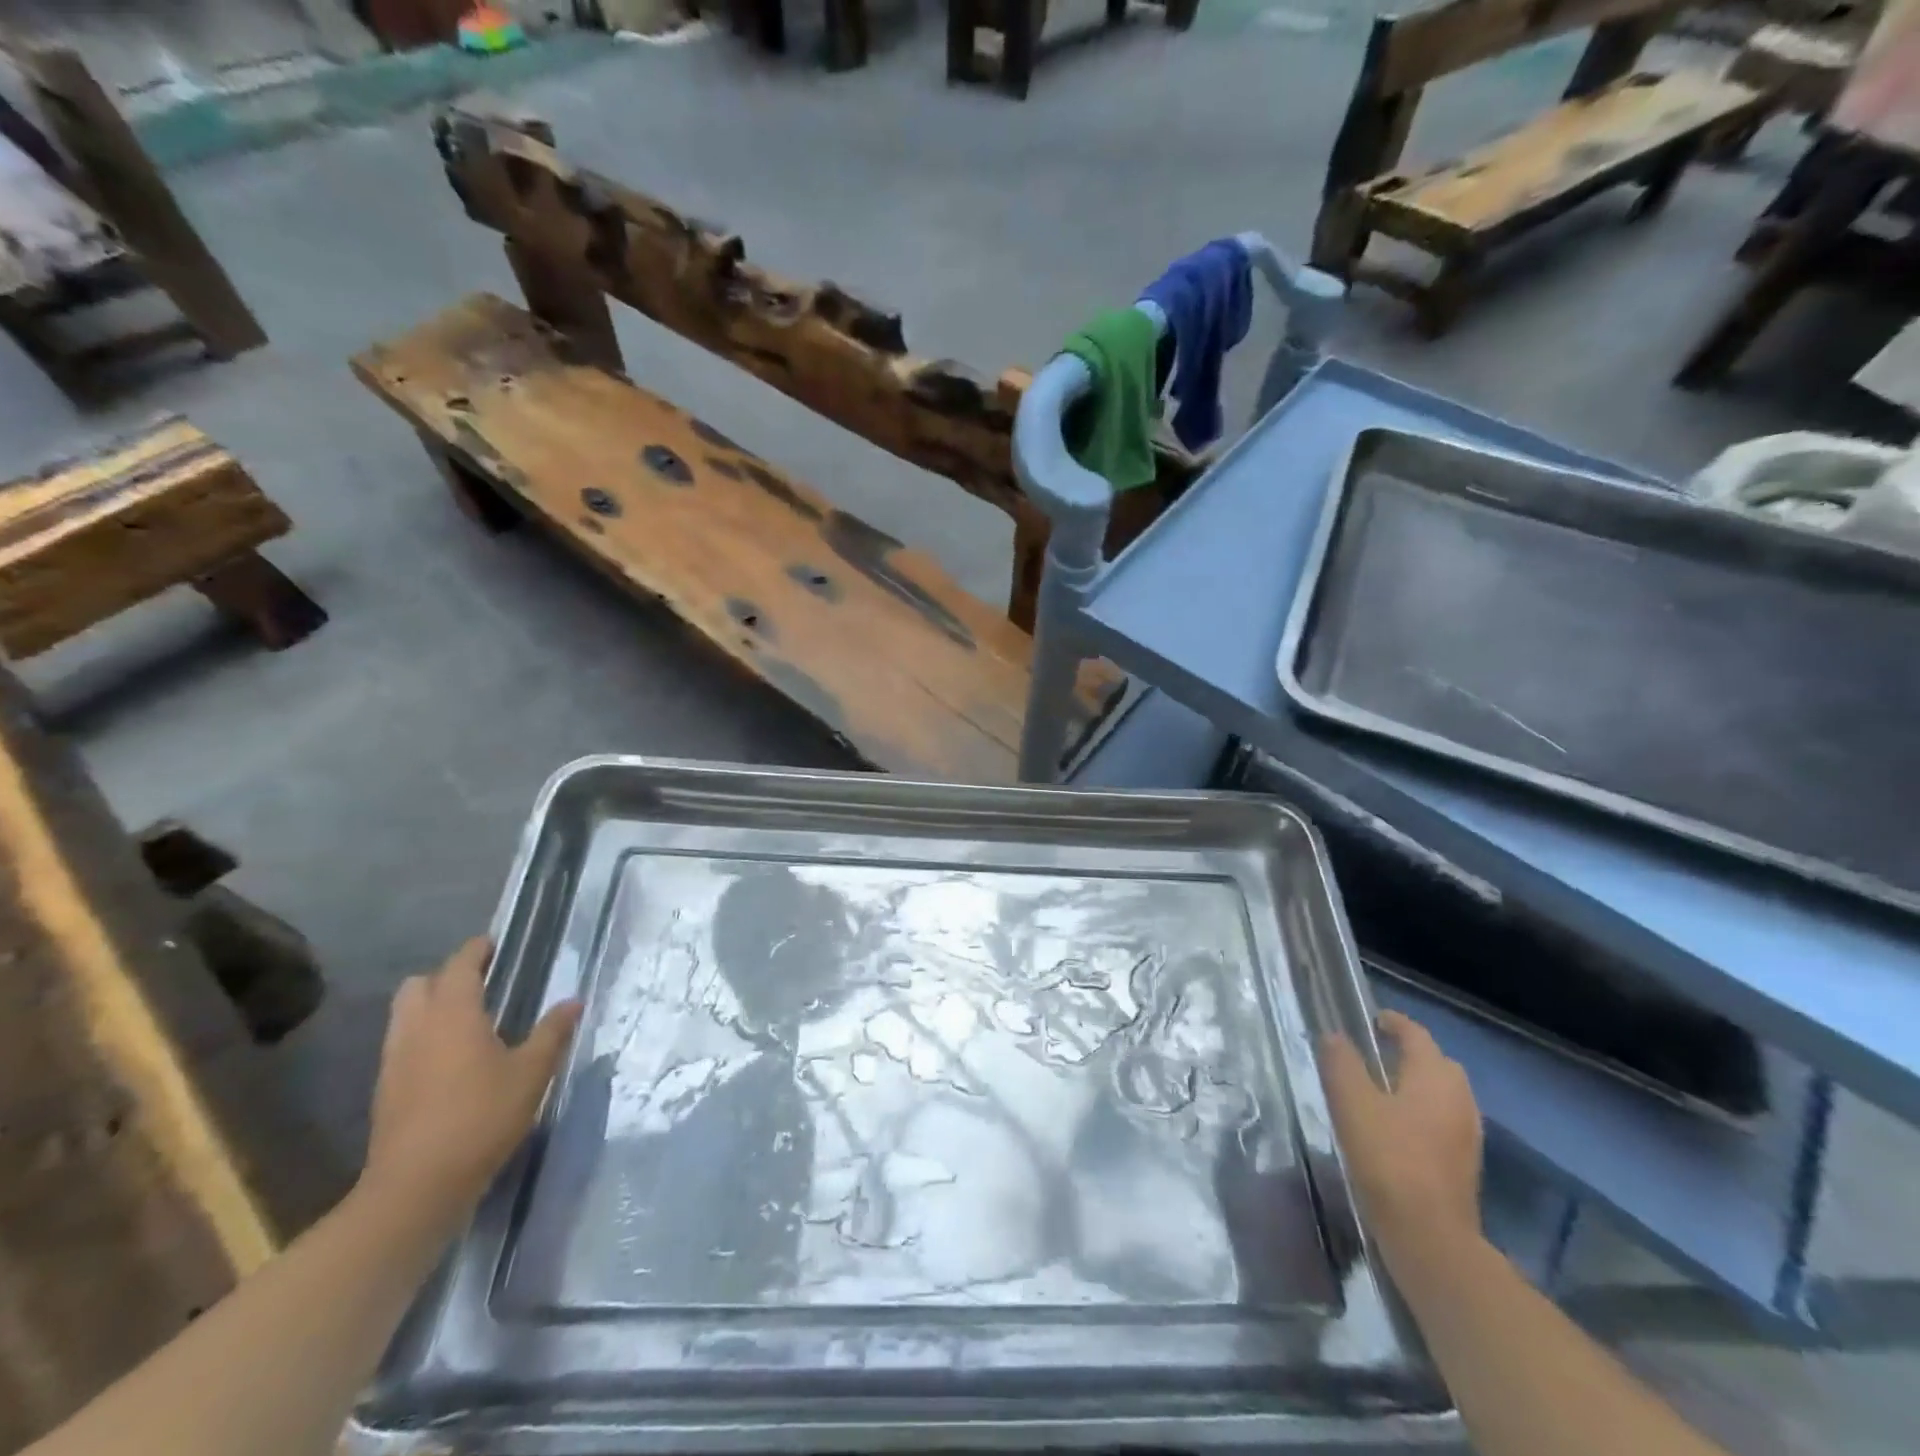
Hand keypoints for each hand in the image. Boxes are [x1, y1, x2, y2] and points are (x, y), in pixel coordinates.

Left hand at [360, 937, 581, 1228]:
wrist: (417, 1186)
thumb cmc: (482, 1117)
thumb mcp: (532, 1073)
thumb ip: (552, 1032)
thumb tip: (573, 1001)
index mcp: (454, 1014)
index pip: (459, 965)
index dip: (476, 950)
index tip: (493, 944)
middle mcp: (417, 1028)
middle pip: (419, 985)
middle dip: (446, 976)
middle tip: (480, 983)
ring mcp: (395, 1060)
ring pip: (404, 1014)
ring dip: (429, 1006)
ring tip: (466, 1019)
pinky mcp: (385, 1090)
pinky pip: (401, 1044)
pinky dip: (422, 1037)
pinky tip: (449, 1059)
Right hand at [1320, 1010, 1482, 1271]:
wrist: (1430, 1238)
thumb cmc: (1388, 1159)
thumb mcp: (1352, 1103)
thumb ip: (1341, 1063)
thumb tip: (1334, 1035)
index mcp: (1434, 1075)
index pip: (1415, 1034)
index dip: (1392, 1022)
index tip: (1370, 1020)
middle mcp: (1459, 1097)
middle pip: (1435, 1062)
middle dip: (1408, 1052)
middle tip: (1373, 1053)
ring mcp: (1467, 1133)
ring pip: (1442, 1093)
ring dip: (1416, 1084)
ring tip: (1380, 1090)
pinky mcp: (1465, 1163)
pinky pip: (1443, 1120)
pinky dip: (1422, 1112)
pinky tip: (1395, 1128)